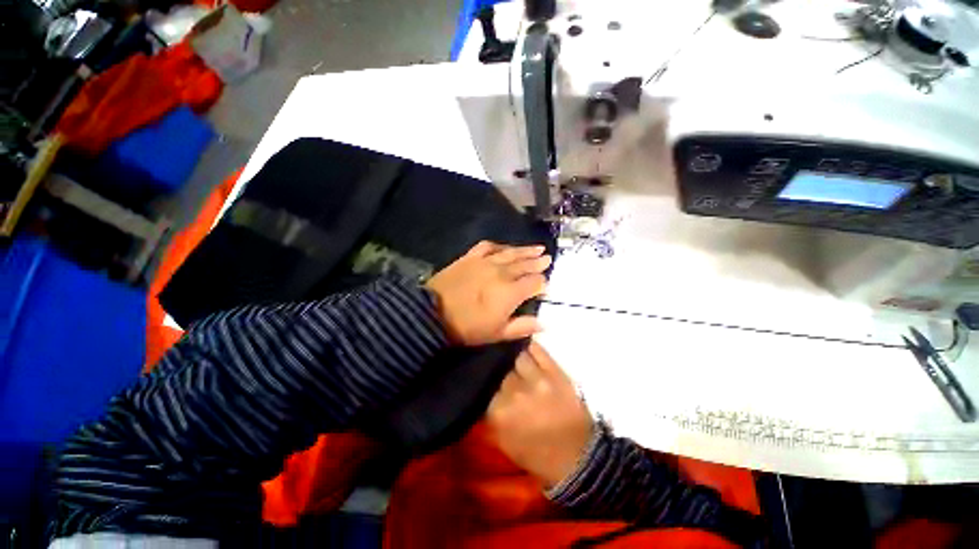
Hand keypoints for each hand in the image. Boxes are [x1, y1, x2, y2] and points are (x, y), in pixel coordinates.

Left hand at [426, 241, 549, 345]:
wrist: (433, 313)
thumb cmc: (468, 327)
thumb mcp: (497, 333)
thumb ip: (522, 326)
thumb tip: (544, 323)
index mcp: (511, 292)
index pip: (534, 283)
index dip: (542, 283)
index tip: (545, 285)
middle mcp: (502, 272)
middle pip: (525, 264)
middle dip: (538, 262)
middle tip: (547, 257)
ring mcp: (486, 262)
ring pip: (511, 253)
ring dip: (525, 250)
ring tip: (537, 247)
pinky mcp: (471, 257)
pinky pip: (489, 246)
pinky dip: (500, 246)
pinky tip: (505, 246)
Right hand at [487, 341, 593, 488]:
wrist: (579, 458)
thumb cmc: (539, 455)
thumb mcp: (505, 442)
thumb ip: (490, 416)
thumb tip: (483, 394)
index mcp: (500, 413)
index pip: (485, 385)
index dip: (487, 383)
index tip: (490, 382)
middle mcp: (516, 392)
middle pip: (501, 369)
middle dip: (501, 371)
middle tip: (504, 373)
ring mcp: (538, 380)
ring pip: (518, 356)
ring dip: (516, 360)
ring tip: (517, 362)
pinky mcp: (556, 372)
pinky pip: (537, 350)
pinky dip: (530, 348)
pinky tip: (527, 351)